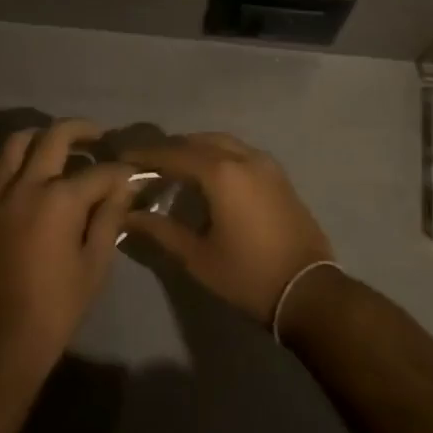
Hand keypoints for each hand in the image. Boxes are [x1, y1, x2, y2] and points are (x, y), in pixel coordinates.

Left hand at [0, 119, 135, 375]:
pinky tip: (15, 167)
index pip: (100, 171)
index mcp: (61, 200)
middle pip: (55, 136)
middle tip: (96, 137)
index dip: (121, 171)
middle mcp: (26, 185)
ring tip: (53, 146)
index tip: (131, 174)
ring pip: (15, 142)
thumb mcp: (94, 265)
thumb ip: (109, 218)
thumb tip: (124, 186)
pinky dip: (2, 158)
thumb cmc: (56, 307)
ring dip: (39, 136)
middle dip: (82, 130)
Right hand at [119, 132, 334, 325]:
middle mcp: (244, 158)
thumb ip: (161, 231)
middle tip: (146, 163)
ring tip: (174, 166)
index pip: (174, 154)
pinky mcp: (279, 176)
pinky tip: (208, 175)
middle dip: (170, 149)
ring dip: (195, 149)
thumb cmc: (248, 275)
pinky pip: (240, 152)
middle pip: (198, 141)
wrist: (308, 290)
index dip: (146, 155)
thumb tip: (128, 216)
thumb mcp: (197, 257)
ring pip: (222, 142)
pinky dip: (218, 155)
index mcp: (221, 173)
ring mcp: (266, 164)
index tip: (123, 158)